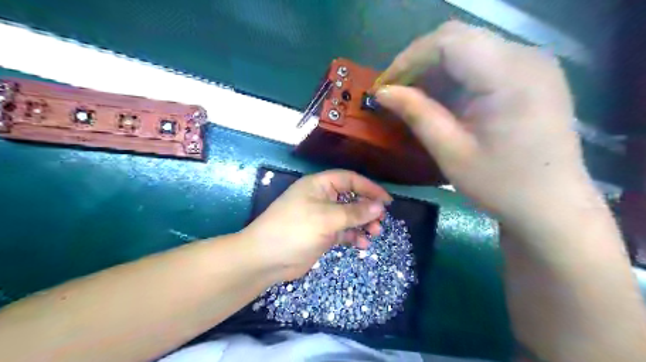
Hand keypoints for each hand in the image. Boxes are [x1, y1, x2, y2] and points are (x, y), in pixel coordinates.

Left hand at [242, 168, 393, 280]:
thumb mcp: (326, 218)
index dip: (369, 187)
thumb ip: (354, 212)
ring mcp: (321, 217)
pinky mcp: (321, 234)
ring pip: (348, 216)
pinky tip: (362, 244)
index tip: (386, 201)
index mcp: (319, 185)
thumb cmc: (295, 230)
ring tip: (374, 233)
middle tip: (380, 221)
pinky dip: (353, 236)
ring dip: (362, 223)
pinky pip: (342, 232)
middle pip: (351, 198)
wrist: (265, 259)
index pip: (349, 179)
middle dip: (367, 208)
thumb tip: (379, 206)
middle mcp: (321, 198)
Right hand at [375, 22, 594, 224]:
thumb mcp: (451, 152)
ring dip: (435, 70)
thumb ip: (417, 114)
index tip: (385, 86)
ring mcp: (532, 64)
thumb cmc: (501, 185)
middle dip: (419, 62)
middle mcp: (526, 57)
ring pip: (468, 47)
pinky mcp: (531, 75)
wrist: (552, 205)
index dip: (409, 59)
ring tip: (413, 98)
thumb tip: (382, 93)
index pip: (448, 41)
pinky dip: (454, 77)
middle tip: (395, 91)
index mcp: (510, 76)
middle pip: (458, 38)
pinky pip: (482, 62)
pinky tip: (441, 100)